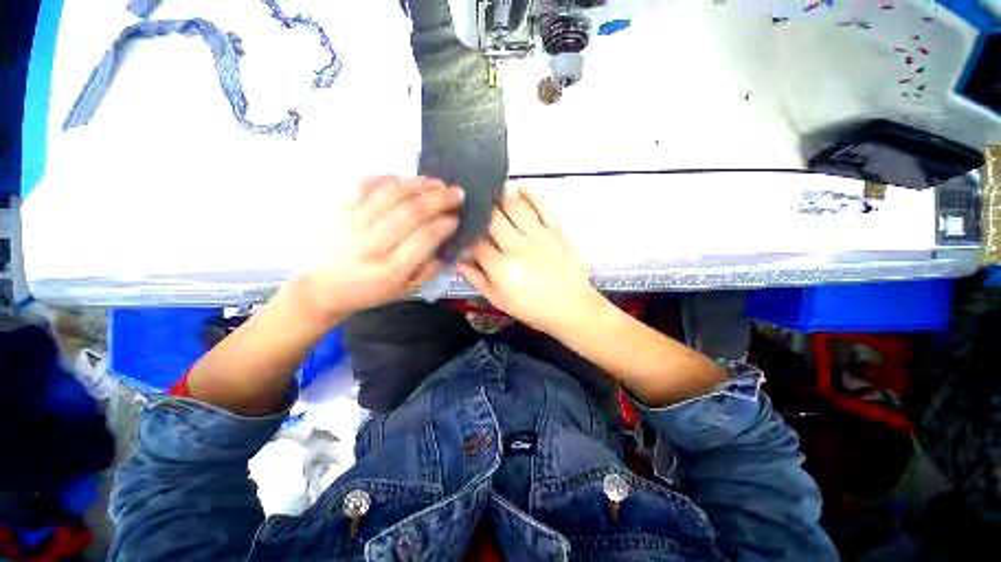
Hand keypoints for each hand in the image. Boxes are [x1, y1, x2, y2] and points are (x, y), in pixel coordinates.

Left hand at [295, 176, 463, 319]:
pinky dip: (389, 178)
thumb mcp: (407, 289)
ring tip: (438, 183)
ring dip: (419, 185)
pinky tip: (407, 180)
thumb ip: (430, 268)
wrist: (327, 286)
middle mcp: (372, 244)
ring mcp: (353, 223)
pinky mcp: (341, 209)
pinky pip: (365, 184)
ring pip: (391, 194)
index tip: (457, 217)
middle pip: (411, 212)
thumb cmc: (373, 290)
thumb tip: (446, 240)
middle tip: (457, 193)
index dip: (444, 224)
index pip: (424, 238)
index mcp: (391, 269)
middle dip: (439, 199)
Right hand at [457, 188, 602, 335]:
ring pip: (516, 208)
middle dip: (481, 209)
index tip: (463, 230)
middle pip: (493, 219)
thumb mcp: (499, 301)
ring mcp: (539, 236)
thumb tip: (459, 260)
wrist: (572, 308)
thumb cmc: (533, 309)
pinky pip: (544, 207)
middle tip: (474, 200)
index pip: (477, 243)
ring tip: (493, 189)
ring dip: (502, 196)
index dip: (467, 236)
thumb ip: (478, 279)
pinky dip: (532, 194)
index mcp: (501, 268)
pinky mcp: (556, 231)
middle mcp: (517, 247)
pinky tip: (522, 188)